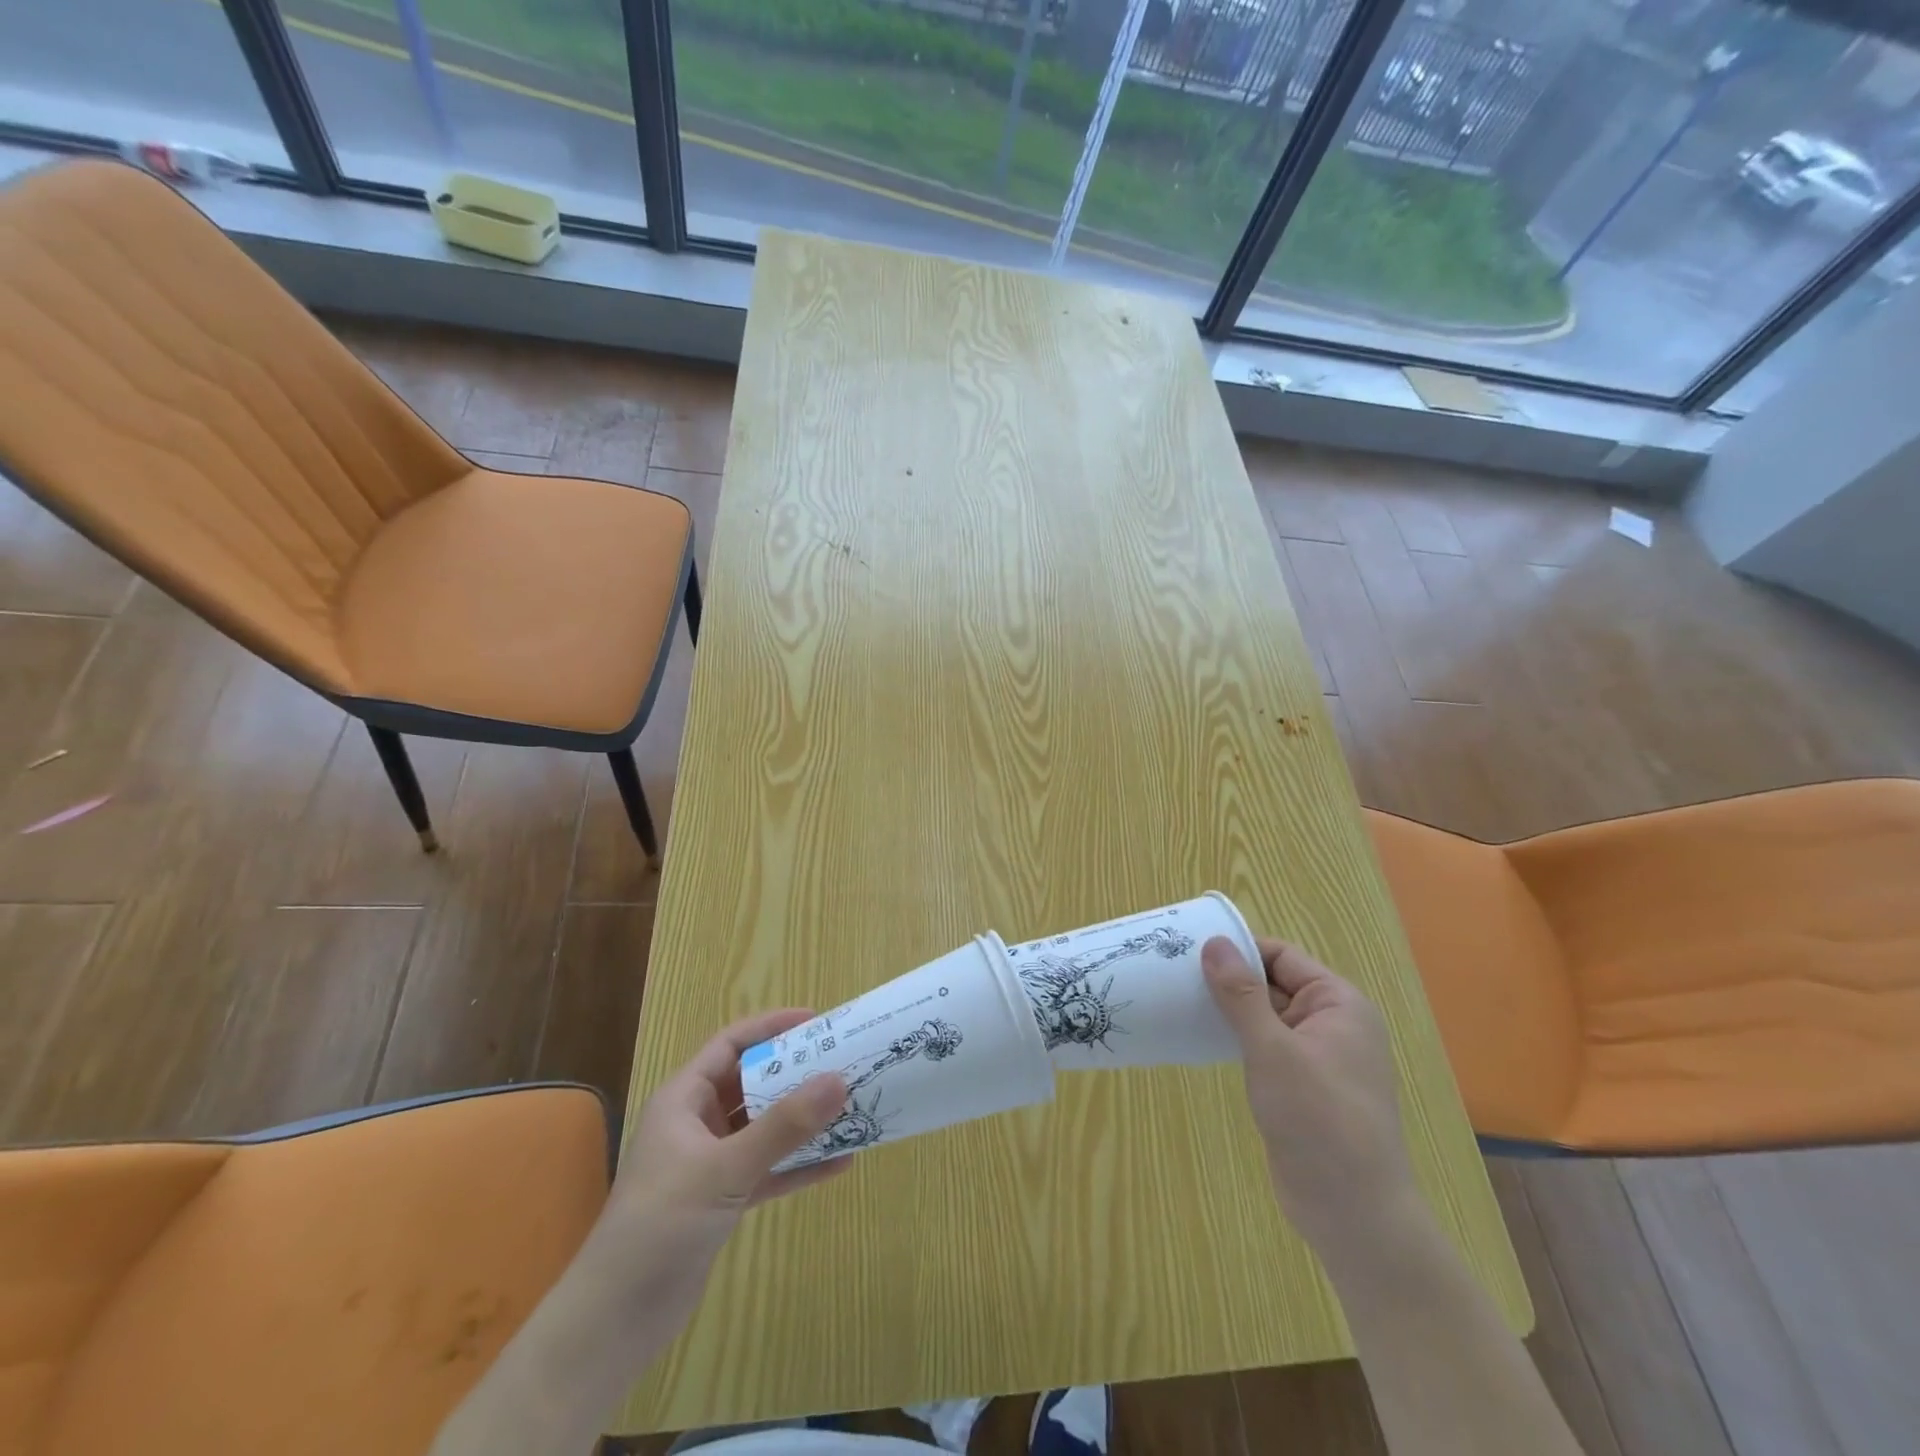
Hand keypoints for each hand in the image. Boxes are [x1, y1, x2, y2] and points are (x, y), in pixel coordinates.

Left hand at [600, 1009, 849, 1282]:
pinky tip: (839, 1163)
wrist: (614, 1323)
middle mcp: (697, 1123)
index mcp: (684, 1099)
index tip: (816, 1021)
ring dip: (803, 1120)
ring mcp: (709, 1163)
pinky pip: (768, 1169)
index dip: (771, 1027)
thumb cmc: (660, 1225)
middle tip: (843, 1063)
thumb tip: (839, 1080)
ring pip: (764, 1127)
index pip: (731, 1045)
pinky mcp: (721, 1200)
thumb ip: (783, 1127)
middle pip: (752, 1083)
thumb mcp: (725, 1169)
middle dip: (796, 1073)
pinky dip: (798, 1165)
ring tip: (850, 1107)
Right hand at [1202, 937, 1418, 1252]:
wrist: (1355, 1215)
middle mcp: (1331, 1023)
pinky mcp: (1300, 1086)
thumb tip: (1214, 943)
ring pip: (1264, 1016)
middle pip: (1272, 983)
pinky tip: (1199, 1038)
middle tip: (1173, 973)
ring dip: (1227, 1009)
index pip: (1281, 956)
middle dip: (1227, 978)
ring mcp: (1316, 1057)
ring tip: (1177, 1000)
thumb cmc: (1320, 1121)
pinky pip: (1263, 1046)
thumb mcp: (1274, 1050)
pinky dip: (1234, 1038)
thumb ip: (1241, 994)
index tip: (1188, 949)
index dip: (1238, 949)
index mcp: (1338, 1004)